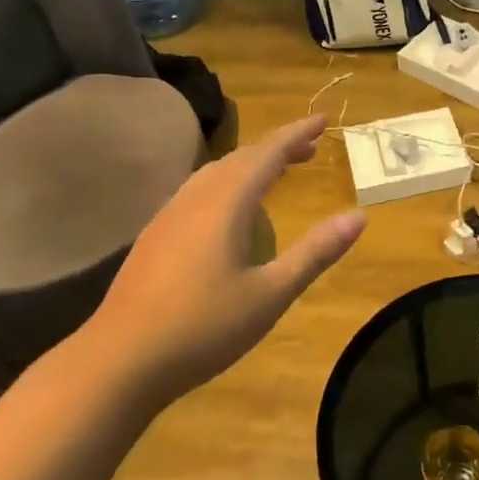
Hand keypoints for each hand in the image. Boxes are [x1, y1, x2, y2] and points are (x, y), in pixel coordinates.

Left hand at [86, 114, 363, 404]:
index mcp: (226, 202)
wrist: (119, 360)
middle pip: (241, 158)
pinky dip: (226, 184)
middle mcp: (196, 197)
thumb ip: (315, 253)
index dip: (296, 134)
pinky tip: (229, 210)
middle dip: (277, 147)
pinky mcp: (155, 236)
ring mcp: (169, 215)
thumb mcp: (270, 294)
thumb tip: (358, 217)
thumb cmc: (203, 327)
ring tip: (276, 172)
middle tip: (309, 148)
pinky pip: (198, 191)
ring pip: (215, 173)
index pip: (268, 154)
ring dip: (250, 165)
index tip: (322, 119)